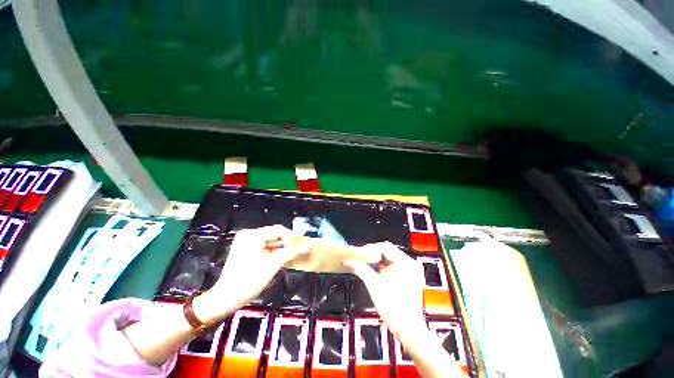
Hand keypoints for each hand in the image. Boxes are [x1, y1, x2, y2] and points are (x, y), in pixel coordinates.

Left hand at [193, 225, 306, 323]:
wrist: (227, 297)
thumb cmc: (250, 281)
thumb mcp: (273, 265)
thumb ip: (291, 253)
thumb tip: (307, 247)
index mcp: (253, 235)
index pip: (278, 230)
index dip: (292, 237)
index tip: (301, 245)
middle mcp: (248, 234)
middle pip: (273, 234)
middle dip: (286, 243)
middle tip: (297, 250)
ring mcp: (245, 241)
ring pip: (269, 240)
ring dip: (279, 247)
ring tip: (290, 255)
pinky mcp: (244, 248)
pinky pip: (262, 245)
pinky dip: (271, 251)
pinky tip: (278, 257)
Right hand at [344, 242, 427, 341]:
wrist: (408, 330)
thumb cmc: (392, 306)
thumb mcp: (374, 284)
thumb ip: (360, 269)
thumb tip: (348, 261)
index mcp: (405, 262)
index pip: (385, 246)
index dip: (370, 248)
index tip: (359, 254)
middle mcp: (411, 264)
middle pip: (388, 252)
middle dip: (373, 255)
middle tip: (360, 259)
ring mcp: (411, 271)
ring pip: (390, 259)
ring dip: (377, 261)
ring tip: (365, 265)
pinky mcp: (410, 278)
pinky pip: (394, 267)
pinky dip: (383, 268)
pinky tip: (375, 272)